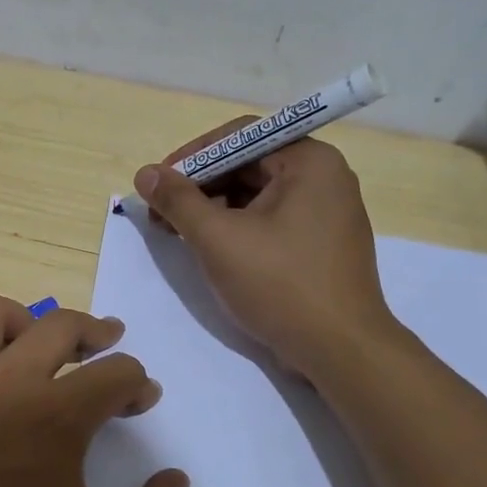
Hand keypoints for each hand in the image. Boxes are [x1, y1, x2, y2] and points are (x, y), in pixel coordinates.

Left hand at [0, 294, 187, 486]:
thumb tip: (176, 480)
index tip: (141, 398)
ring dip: (22, 320)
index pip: (114, 374)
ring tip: (34, 344)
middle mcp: (2, 381)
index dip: (137, 382)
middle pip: (59, 325)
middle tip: (106, 341)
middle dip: (94, 330)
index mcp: (54, 417)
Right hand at [133, 125, 396, 378]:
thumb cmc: (280, 285)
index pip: (240, 136)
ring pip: (256, 195)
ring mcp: (325, 212)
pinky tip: (209, 248)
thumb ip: (178, 200)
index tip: (159, 182)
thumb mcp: (218, 239)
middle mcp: (323, 177)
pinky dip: (236, 227)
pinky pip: (270, 219)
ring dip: (213, 208)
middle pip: (247, 164)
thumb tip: (145, 172)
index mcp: (309, 162)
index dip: (193, 156)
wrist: (341, 351)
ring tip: (177, 233)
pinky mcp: (320, 243)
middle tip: (161, 212)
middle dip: (199, 185)